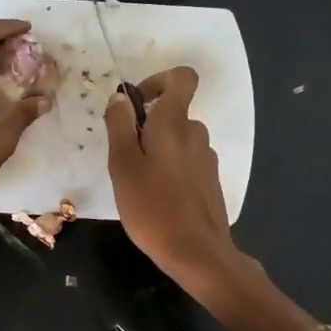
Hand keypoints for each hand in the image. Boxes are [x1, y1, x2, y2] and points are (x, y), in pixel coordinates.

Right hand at [105, 67, 238, 290]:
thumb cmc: (152, 207)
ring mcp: (207, 158)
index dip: (158, 81)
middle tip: (124, 159)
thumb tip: (121, 99)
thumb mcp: (122, 165)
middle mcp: (196, 133)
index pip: (182, 78)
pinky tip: (157, 200)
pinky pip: (186, 162)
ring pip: (178, 141)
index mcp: (175, 123)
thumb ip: (119, 126)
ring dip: (157, 152)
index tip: (137, 104)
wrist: (197, 253)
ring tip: (138, 184)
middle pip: (173, 113)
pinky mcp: (210, 181)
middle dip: (147, 128)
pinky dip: (170, 170)